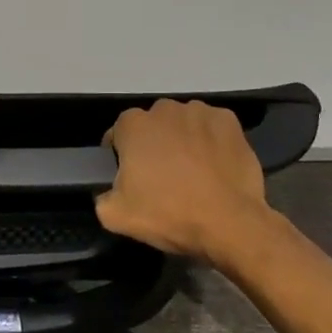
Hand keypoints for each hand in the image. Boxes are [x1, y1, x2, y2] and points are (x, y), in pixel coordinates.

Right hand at [96, 99, 270, 262]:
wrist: (230, 223)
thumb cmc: (169, 214)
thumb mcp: (116, 216)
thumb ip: (102, 197)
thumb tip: (107, 192)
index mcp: (134, 125)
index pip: (119, 133)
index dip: (122, 155)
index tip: (130, 176)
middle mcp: (165, 109)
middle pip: (153, 125)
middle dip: (154, 144)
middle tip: (162, 176)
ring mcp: (200, 111)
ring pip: (183, 123)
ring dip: (183, 140)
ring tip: (193, 172)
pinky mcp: (229, 121)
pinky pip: (212, 127)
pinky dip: (211, 141)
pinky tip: (215, 165)